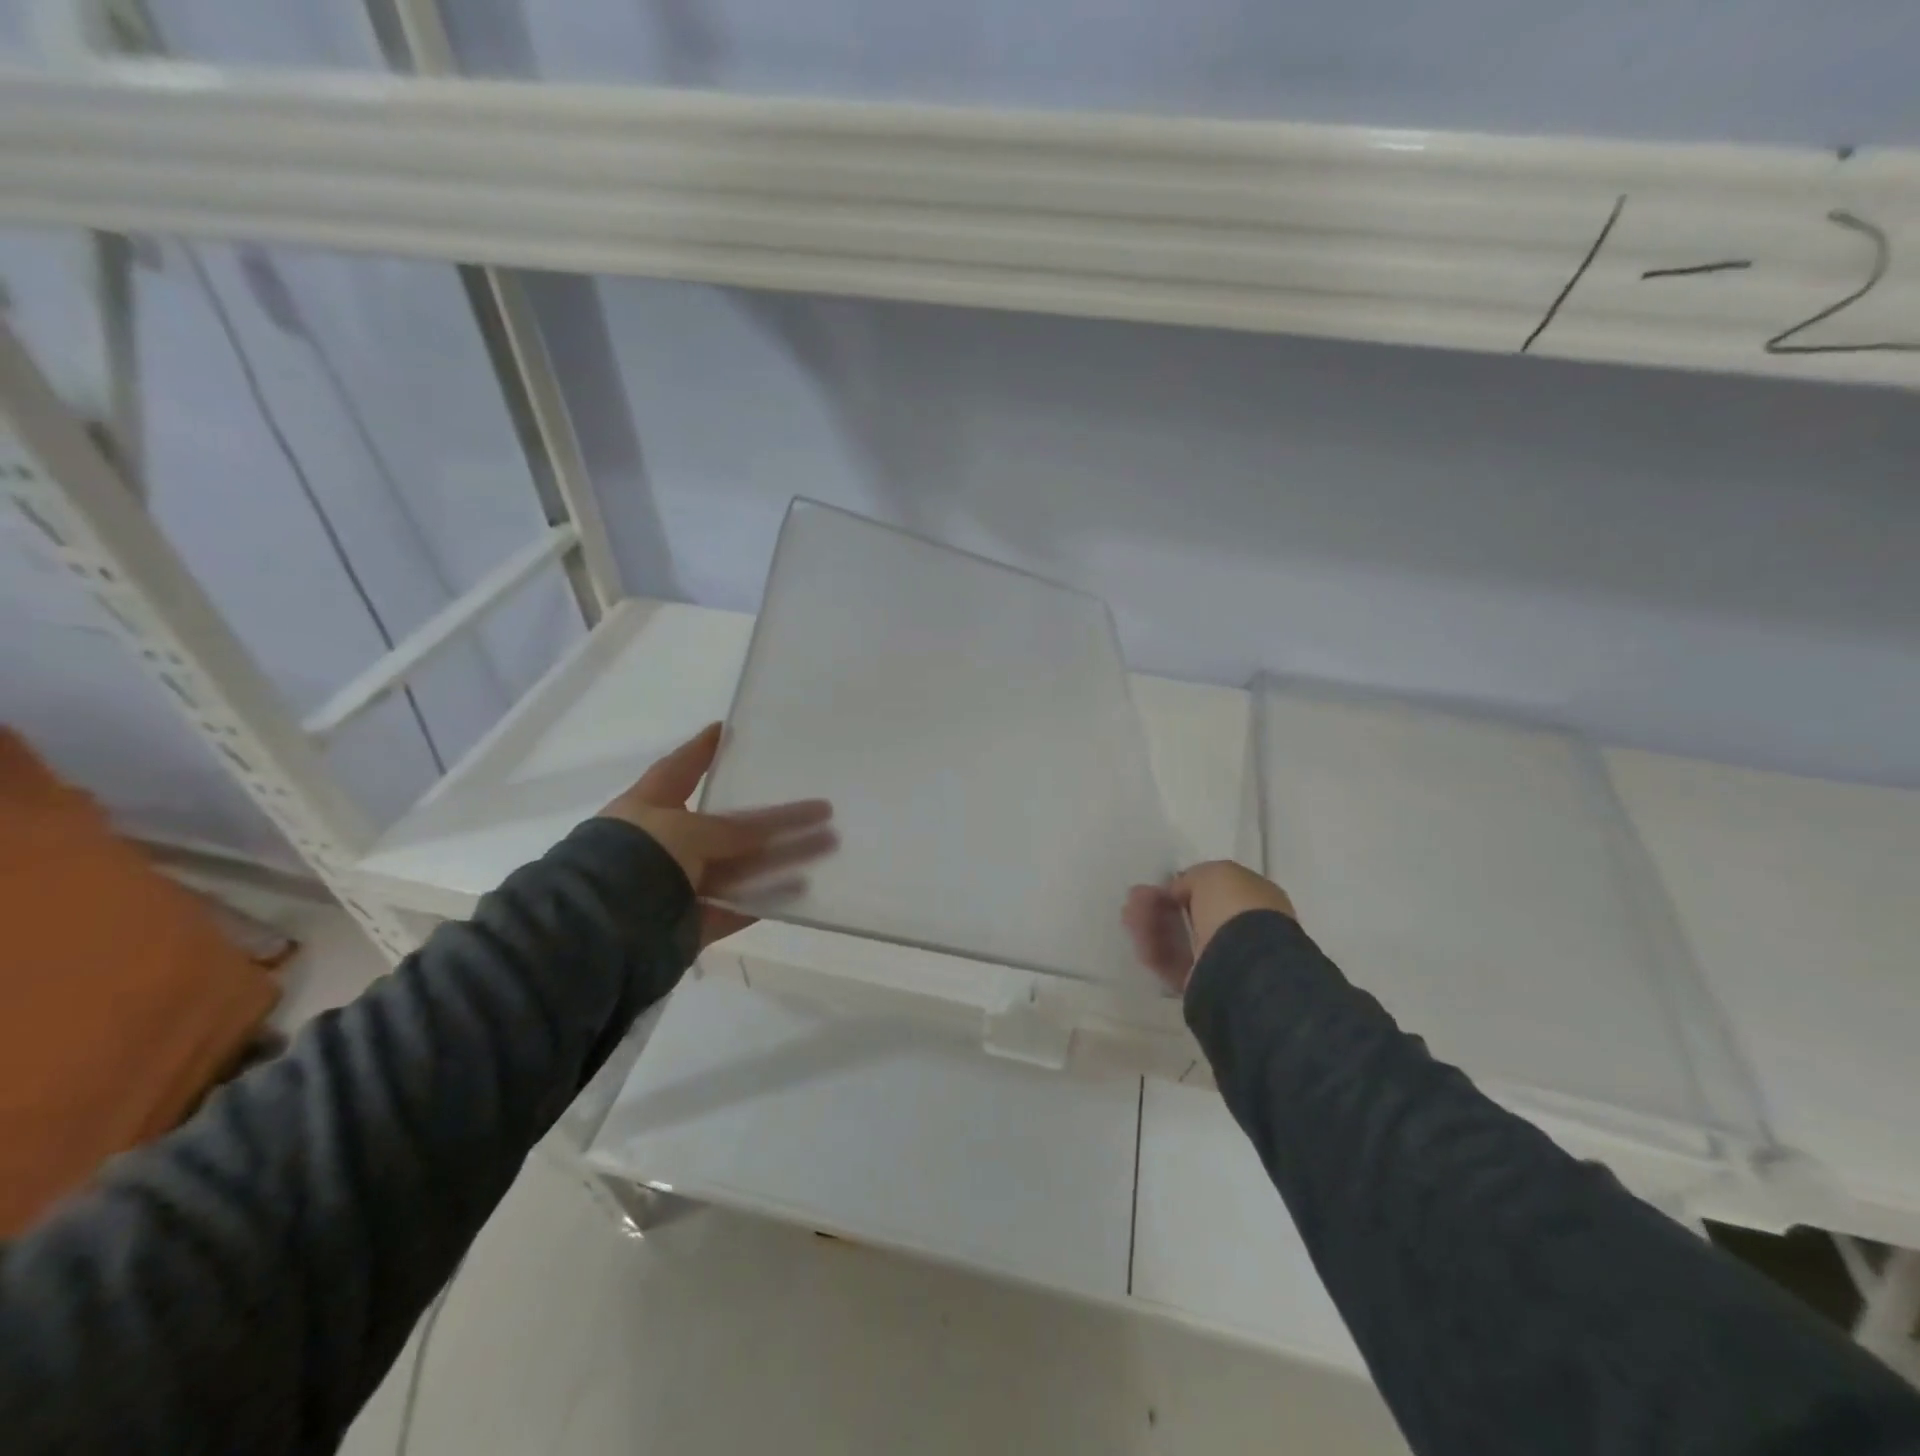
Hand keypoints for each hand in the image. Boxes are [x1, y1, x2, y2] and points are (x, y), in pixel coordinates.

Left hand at [600, 723, 834, 947]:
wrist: (598, 931)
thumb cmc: (636, 859)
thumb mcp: (685, 829)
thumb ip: (731, 830)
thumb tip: (769, 830)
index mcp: (650, 807)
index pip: (680, 768)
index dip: (704, 748)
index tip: (728, 728)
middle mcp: (665, 842)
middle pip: (730, 826)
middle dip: (775, 818)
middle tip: (820, 808)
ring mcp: (679, 884)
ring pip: (742, 867)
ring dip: (784, 858)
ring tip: (828, 846)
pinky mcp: (691, 922)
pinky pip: (736, 907)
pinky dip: (766, 900)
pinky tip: (801, 889)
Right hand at [1123, 861, 1296, 994]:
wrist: (1245, 965)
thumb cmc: (1234, 909)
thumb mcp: (1214, 874)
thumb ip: (1193, 878)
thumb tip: (1178, 892)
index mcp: (1251, 901)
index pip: (1212, 891)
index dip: (1181, 886)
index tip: (1158, 884)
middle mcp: (1238, 930)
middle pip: (1189, 915)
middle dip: (1158, 905)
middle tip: (1133, 898)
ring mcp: (1221, 959)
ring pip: (1178, 939)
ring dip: (1150, 924)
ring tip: (1128, 916)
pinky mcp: (1201, 985)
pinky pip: (1172, 964)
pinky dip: (1153, 950)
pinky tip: (1137, 939)